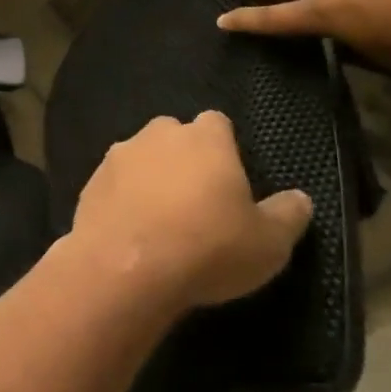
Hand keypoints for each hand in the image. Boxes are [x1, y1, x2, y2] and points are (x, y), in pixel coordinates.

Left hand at [70, 112, 311, 309]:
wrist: (125, 268)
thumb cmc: (207, 248)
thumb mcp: (268, 243)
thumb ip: (288, 215)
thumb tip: (300, 199)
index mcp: (204, 138)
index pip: (218, 123)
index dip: (225, 148)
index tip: (230, 181)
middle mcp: (157, 134)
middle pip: (175, 136)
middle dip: (184, 159)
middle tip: (197, 202)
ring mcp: (118, 155)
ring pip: (141, 158)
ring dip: (150, 179)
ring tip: (161, 221)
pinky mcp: (90, 181)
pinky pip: (115, 185)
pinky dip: (124, 200)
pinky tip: (132, 233)